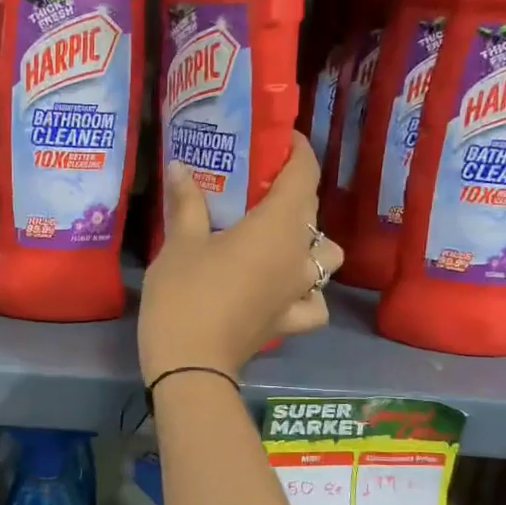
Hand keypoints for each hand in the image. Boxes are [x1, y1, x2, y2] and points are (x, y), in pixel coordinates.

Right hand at [138, 135, 345, 383]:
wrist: (190, 365)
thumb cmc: (185, 294)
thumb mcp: (180, 243)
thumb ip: (186, 202)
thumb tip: (179, 166)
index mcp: (278, 227)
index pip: (304, 175)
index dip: (297, 150)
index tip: (278, 139)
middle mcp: (299, 255)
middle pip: (312, 211)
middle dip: (293, 191)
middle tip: (260, 185)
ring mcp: (298, 291)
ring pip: (326, 258)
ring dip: (311, 243)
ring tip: (280, 239)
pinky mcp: (289, 321)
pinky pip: (313, 302)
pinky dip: (307, 293)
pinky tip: (286, 289)